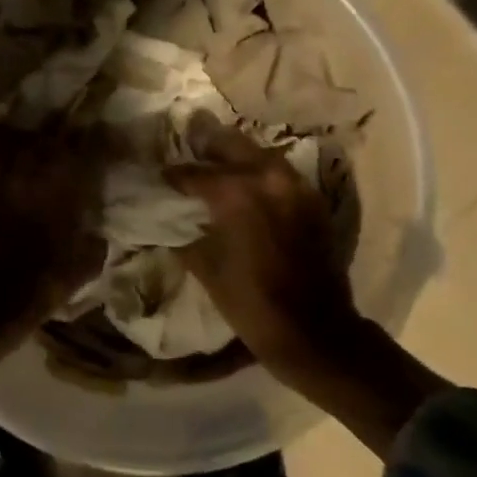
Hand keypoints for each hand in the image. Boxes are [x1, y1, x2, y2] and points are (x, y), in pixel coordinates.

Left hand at [0, 121, 105, 391]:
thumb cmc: (44, 281)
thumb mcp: (86, 265)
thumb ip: (93, 240)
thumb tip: (95, 232)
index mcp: (65, 179)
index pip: (86, 142)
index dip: (93, 140)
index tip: (97, 143)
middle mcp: (31, 166)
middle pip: (43, 131)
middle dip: (52, 135)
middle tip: (58, 146)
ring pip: (5, 136)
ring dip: (15, 141)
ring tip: (21, 151)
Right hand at [167, 113, 447, 456]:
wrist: (315, 332)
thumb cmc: (252, 304)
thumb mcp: (207, 269)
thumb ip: (187, 236)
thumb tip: (173, 222)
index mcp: (237, 193)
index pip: (195, 173)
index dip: (174, 175)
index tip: (160, 175)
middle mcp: (268, 178)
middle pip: (231, 145)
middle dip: (207, 145)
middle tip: (189, 145)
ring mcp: (296, 186)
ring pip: (259, 154)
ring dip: (236, 155)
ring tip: (216, 161)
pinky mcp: (313, 200)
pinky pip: (280, 173)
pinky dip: (260, 172)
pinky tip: (248, 185)